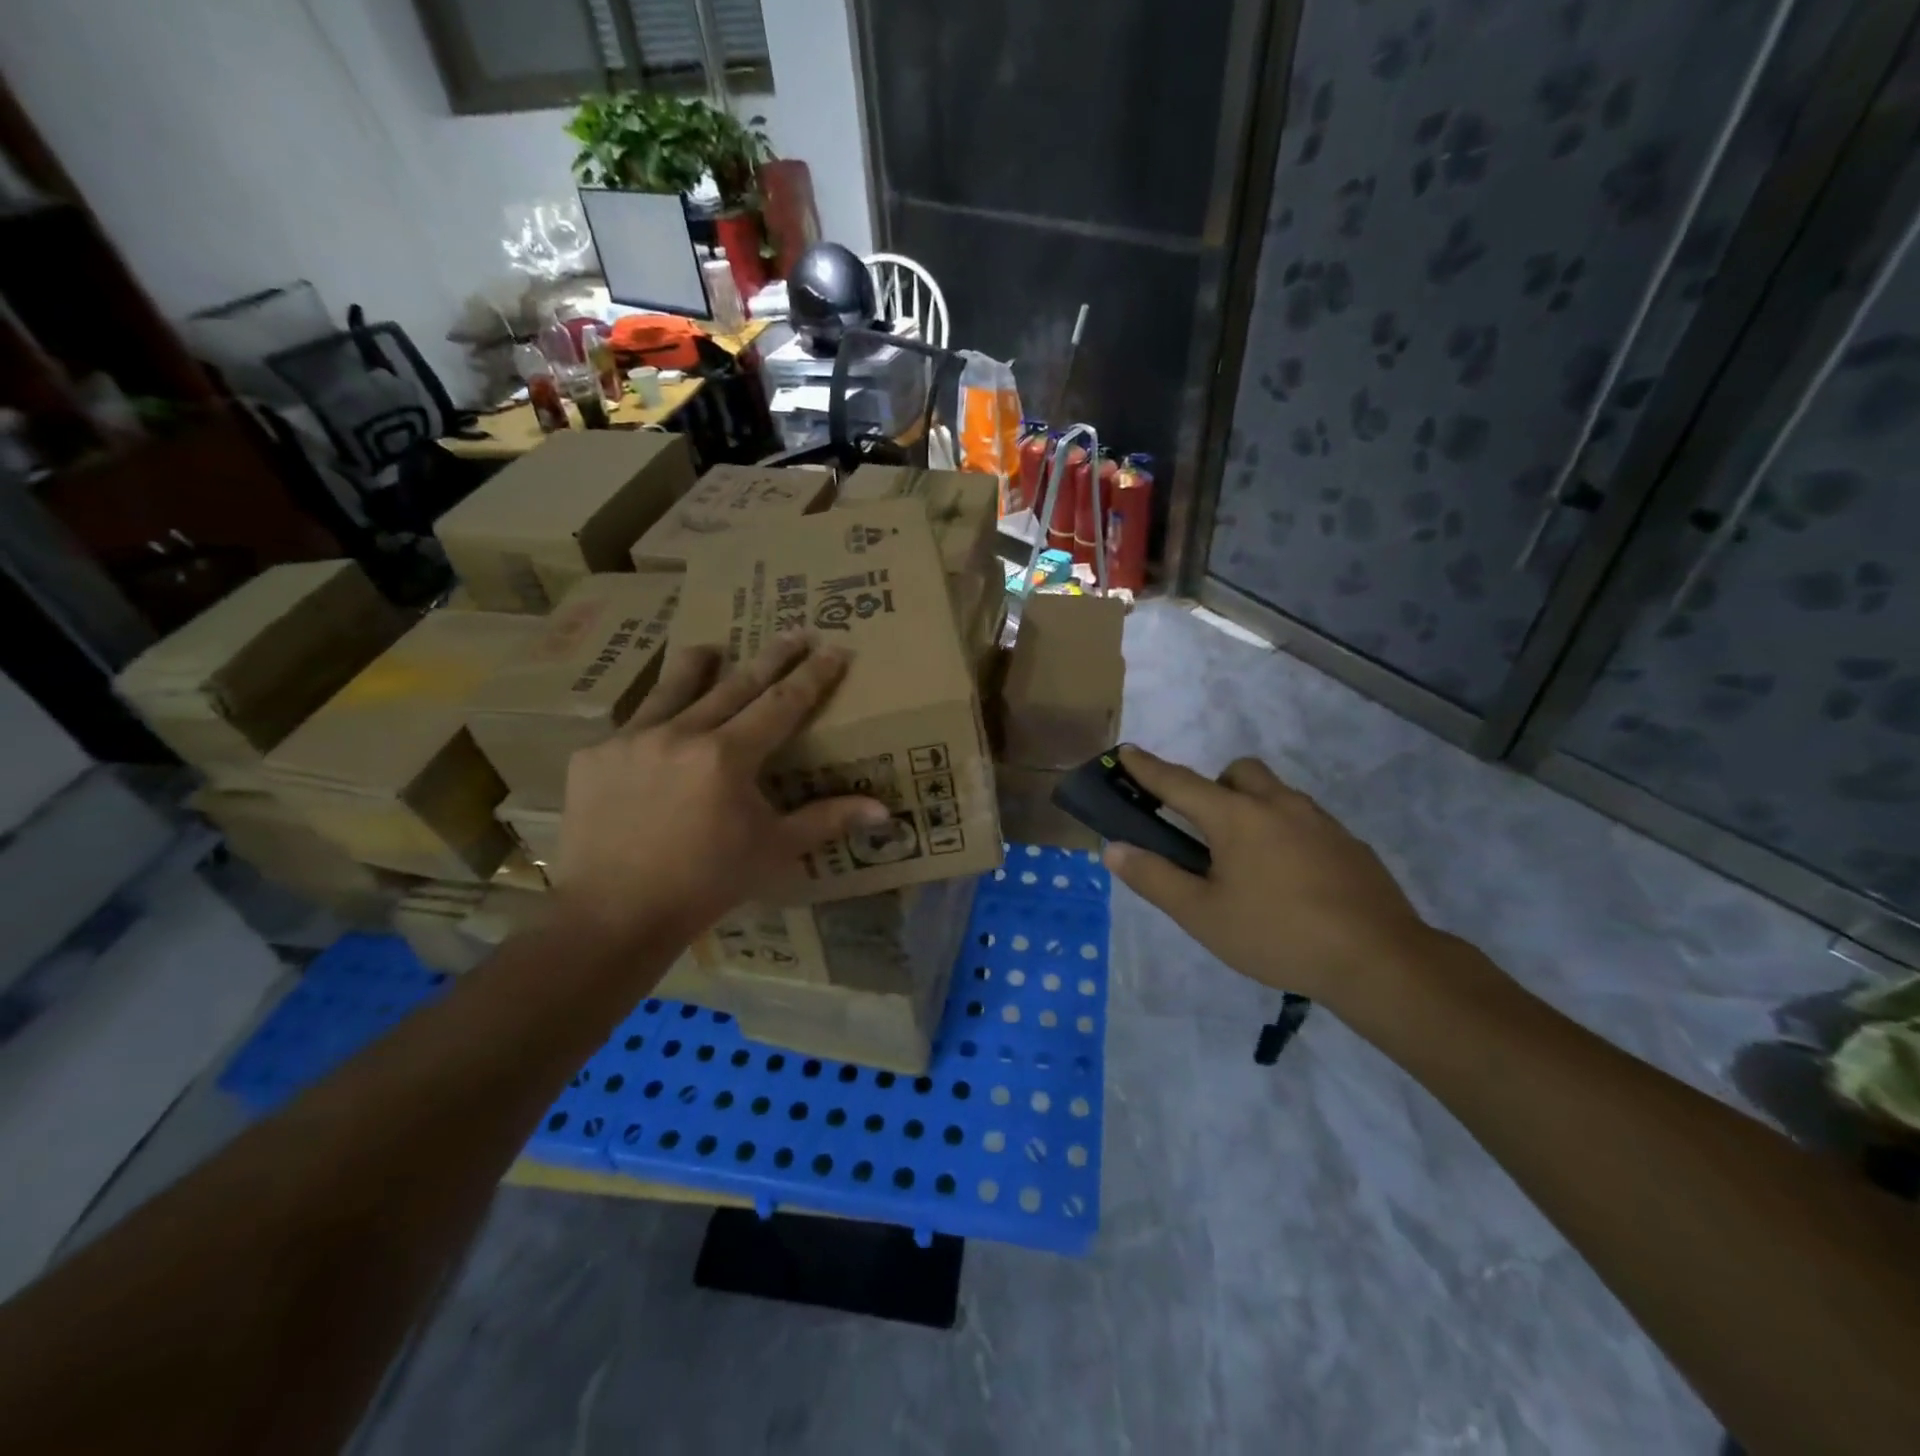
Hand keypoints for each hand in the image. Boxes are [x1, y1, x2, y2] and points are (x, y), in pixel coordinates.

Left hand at [555, 635, 888, 955]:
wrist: (613, 915)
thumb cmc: (706, 885)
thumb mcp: (773, 851)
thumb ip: (826, 821)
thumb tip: (884, 812)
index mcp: (727, 756)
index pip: (781, 704)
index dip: (812, 676)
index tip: (833, 649)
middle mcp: (680, 734)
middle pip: (735, 684)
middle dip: (771, 658)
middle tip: (794, 632)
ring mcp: (630, 740)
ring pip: (672, 688)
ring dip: (698, 665)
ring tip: (711, 648)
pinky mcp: (594, 756)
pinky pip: (631, 726)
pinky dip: (653, 720)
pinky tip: (656, 729)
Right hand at [1103, 747, 1443, 1013]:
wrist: (1379, 959)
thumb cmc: (1277, 934)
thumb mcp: (1202, 915)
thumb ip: (1155, 878)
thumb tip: (1114, 849)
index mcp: (1237, 817)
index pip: (1179, 782)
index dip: (1148, 768)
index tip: (1127, 750)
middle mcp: (1278, 805)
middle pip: (1238, 772)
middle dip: (1214, 785)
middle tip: (1205, 831)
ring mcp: (1320, 821)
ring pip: (1276, 793)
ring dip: (1251, 808)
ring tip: (1247, 862)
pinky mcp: (1349, 843)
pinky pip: (1304, 820)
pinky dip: (1284, 832)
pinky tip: (1289, 880)